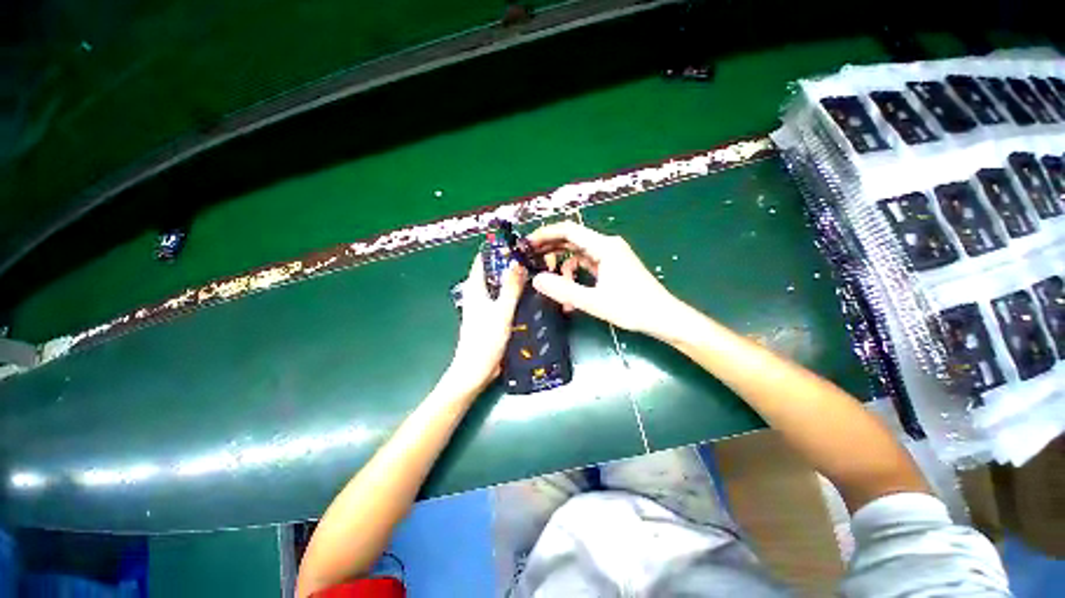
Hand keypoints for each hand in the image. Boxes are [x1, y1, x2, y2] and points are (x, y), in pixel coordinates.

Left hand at [448, 253, 525, 387]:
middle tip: (533, 257)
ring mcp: (485, 305)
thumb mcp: (501, 312)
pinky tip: (530, 294)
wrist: (475, 370)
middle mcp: (478, 293)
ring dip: (513, 279)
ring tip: (535, 272)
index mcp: (475, 288)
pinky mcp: (492, 316)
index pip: (483, 259)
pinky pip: (504, 298)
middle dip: (510, 263)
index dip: (498, 249)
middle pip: (494, 271)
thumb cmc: (485, 340)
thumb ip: (510, 288)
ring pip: (500, 285)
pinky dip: (514, 293)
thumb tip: (518, 262)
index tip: (518, 243)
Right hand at [527, 222, 684, 338]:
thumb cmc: (632, 308)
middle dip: (550, 249)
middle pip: (571, 239)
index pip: (568, 230)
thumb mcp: (594, 302)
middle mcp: (607, 245)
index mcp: (604, 247)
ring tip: (552, 285)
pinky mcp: (612, 266)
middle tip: (529, 260)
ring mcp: (610, 256)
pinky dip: (576, 276)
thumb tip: (536, 279)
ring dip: (563, 268)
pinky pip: (587, 265)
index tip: (527, 244)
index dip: (545, 234)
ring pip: (578, 254)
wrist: (663, 317)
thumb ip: (564, 290)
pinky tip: (571, 296)